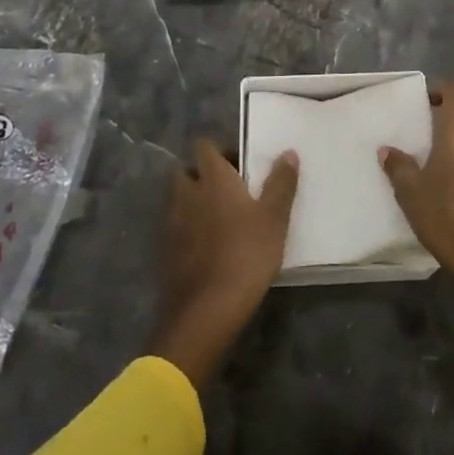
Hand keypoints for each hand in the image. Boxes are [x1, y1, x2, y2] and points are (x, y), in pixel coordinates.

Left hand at [149, 138, 298, 387]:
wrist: (207, 308)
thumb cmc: (246, 253)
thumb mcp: (274, 217)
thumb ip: (281, 183)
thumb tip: (288, 152)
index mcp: (212, 177)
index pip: (205, 146)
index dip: (220, 150)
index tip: (240, 164)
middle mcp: (186, 192)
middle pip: (186, 170)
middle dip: (202, 175)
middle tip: (229, 190)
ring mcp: (172, 221)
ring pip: (179, 199)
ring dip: (194, 201)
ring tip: (220, 218)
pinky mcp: (165, 249)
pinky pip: (176, 226)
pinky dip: (188, 228)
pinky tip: (207, 246)